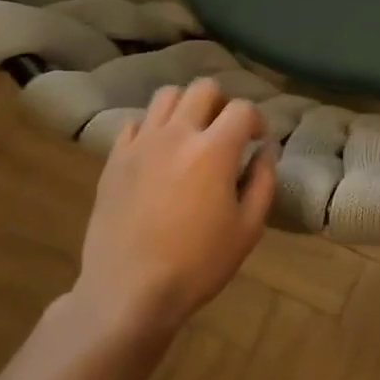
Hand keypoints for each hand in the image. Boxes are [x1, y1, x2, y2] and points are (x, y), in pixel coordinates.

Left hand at [73, 78, 276, 336]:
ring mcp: (141, 143)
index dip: (257, 120)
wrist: (129, 290)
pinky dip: (152, 128)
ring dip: (186, 107)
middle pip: (203, 89)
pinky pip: (135, 123)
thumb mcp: (248, 229)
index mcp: (214, 150)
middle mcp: (177, 134)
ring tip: (191, 135)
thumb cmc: (198, 264)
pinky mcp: (114, 158)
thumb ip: (263, 182)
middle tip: (225, 133)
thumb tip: (265, 151)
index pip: (242, 108)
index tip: (257, 141)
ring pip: (166, 96)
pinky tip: (158, 153)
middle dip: (222, 104)